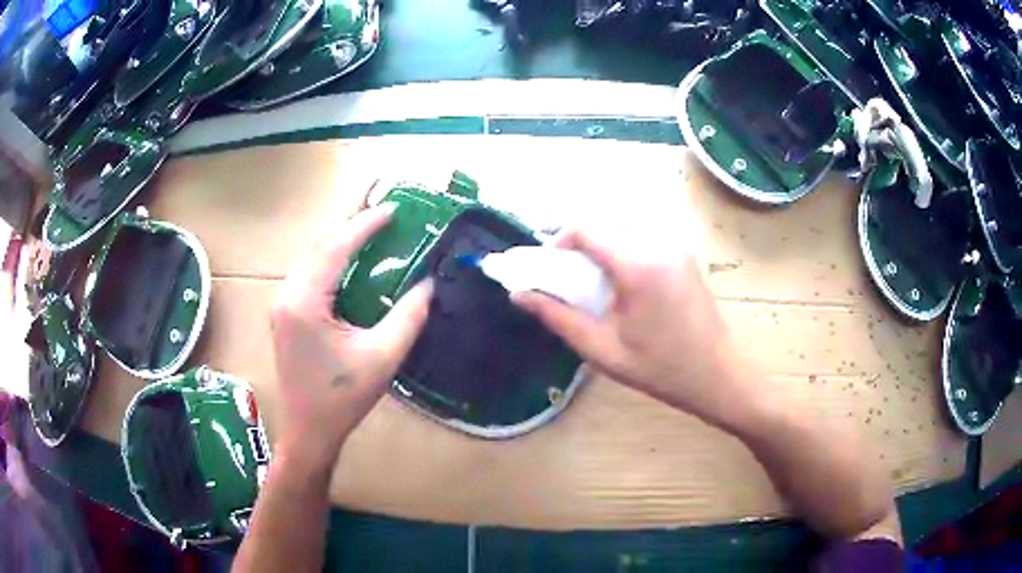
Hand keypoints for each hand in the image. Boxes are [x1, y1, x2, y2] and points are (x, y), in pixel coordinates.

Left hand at [270, 188, 431, 461]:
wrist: (309, 431)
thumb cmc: (342, 398)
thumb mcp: (382, 357)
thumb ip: (408, 317)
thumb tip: (429, 284)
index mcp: (304, 302)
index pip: (335, 249)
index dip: (364, 225)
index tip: (392, 209)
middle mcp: (287, 295)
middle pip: (319, 247)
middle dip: (351, 227)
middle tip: (384, 214)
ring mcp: (282, 305)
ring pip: (312, 260)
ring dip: (340, 243)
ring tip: (371, 231)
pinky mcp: (285, 315)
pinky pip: (309, 276)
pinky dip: (331, 262)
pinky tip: (351, 263)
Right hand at [512, 229, 746, 428]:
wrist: (720, 376)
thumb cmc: (662, 370)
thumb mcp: (604, 352)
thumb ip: (559, 318)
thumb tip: (519, 295)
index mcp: (638, 266)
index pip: (586, 227)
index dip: (558, 242)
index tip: (551, 271)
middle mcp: (659, 244)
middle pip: (604, 224)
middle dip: (578, 246)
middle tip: (570, 281)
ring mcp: (677, 247)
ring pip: (624, 229)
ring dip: (601, 248)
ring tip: (596, 286)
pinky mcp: (685, 255)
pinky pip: (643, 239)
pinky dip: (622, 252)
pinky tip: (625, 287)